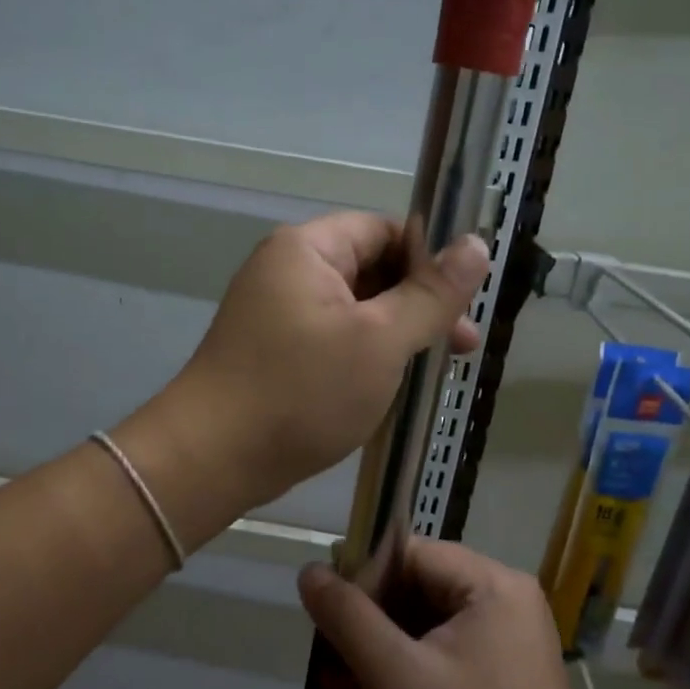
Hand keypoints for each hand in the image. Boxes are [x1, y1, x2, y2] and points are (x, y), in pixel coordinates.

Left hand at [167, 213, 488, 510]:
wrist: (212, 458)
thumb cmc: (302, 391)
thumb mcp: (380, 341)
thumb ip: (432, 293)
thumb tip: (477, 244)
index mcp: (308, 249)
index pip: (385, 230)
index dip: (430, 259)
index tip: (465, 301)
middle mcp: (287, 270)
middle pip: (371, 269)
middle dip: (419, 304)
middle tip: (462, 346)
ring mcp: (276, 312)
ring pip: (354, 309)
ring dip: (395, 334)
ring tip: (434, 372)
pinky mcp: (274, 351)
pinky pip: (331, 338)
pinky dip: (364, 355)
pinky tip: (392, 386)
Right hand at [297, 540, 603, 688]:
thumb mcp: (396, 678)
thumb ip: (348, 618)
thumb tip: (310, 570)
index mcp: (493, 581)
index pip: (410, 553)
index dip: (366, 578)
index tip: (333, 618)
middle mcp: (510, 594)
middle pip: (424, 581)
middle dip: (381, 614)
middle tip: (347, 656)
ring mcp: (517, 632)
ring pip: (436, 615)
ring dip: (398, 640)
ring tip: (373, 681)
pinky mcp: (515, 666)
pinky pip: (454, 642)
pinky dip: (422, 659)